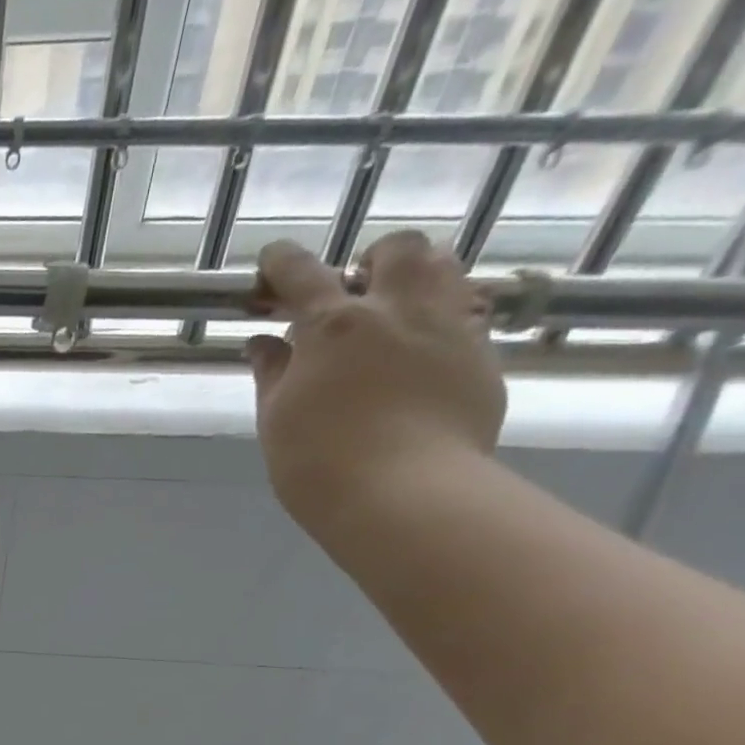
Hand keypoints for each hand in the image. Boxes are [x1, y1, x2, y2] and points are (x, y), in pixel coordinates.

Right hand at [247, 231, 505, 532]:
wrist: (405, 495)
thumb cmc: (319, 462)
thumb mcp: (277, 419)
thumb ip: (272, 373)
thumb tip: (263, 343)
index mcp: (333, 325)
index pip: (301, 272)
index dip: (281, 262)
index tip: (270, 265)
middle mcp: (397, 310)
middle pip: (396, 249)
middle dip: (370, 260)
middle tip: (351, 292)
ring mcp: (448, 328)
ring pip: (446, 268)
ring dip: (417, 277)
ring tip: (395, 310)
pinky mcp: (481, 357)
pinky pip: (467, 315)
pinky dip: (442, 319)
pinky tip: (423, 353)